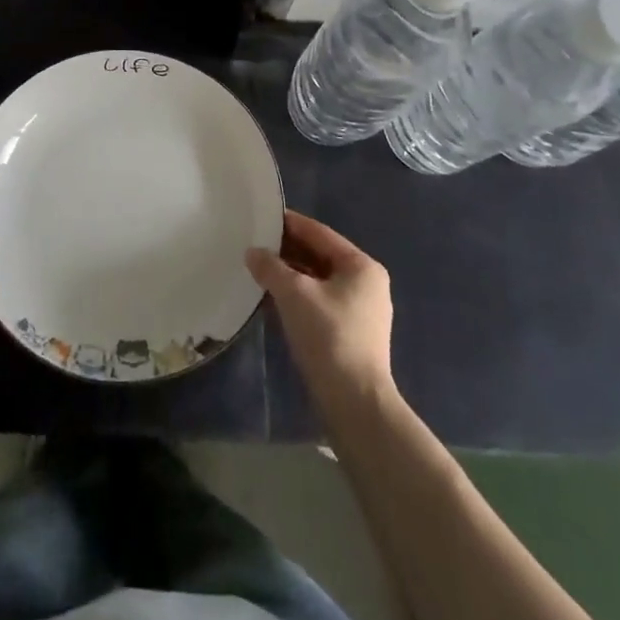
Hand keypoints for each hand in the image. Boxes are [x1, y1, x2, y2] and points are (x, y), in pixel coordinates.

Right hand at [247, 211, 394, 412]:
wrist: (355, 403)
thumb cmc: (329, 336)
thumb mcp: (294, 294)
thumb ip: (271, 267)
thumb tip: (253, 252)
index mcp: (361, 266)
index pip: (319, 233)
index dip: (289, 224)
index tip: (262, 217)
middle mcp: (366, 284)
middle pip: (319, 256)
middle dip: (287, 252)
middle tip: (254, 244)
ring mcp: (360, 311)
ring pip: (318, 281)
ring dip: (289, 276)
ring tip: (257, 270)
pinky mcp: (350, 334)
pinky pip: (319, 303)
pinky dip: (297, 298)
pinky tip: (271, 300)